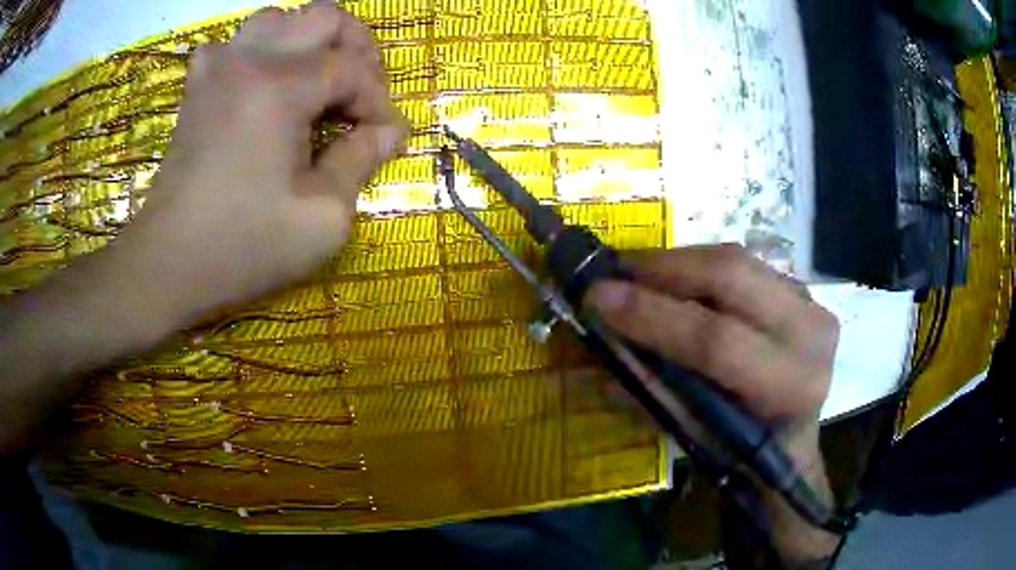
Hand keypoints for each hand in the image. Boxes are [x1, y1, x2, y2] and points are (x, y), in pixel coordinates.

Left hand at [0, 4, 408, 451]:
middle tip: (360, 95)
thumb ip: (361, 162)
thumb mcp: (322, 218)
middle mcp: (251, 59)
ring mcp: (218, 67)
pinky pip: (235, 42)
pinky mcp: (198, 86)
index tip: (387, 140)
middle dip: (356, 50)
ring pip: (280, 18)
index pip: (353, 69)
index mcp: (281, 86)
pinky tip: (263, 84)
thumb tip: (388, 133)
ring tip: (317, 81)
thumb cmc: (242, 246)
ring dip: (309, 42)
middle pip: (324, 17)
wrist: (166, 264)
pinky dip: (260, 52)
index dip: (379, 103)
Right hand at [585, 244, 841, 562]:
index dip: (653, 315)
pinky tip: (673, 279)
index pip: (717, 340)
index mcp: (789, 386)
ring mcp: (812, 302)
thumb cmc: (742, 452)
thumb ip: (650, 387)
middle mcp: (811, 334)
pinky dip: (700, 267)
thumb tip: (599, 338)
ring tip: (635, 273)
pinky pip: (743, 264)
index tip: (596, 297)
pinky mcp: (802, 289)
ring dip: (678, 263)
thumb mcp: (693, 434)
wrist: (791, 439)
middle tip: (613, 273)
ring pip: (736, 260)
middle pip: (732, 277)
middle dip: (663, 270)